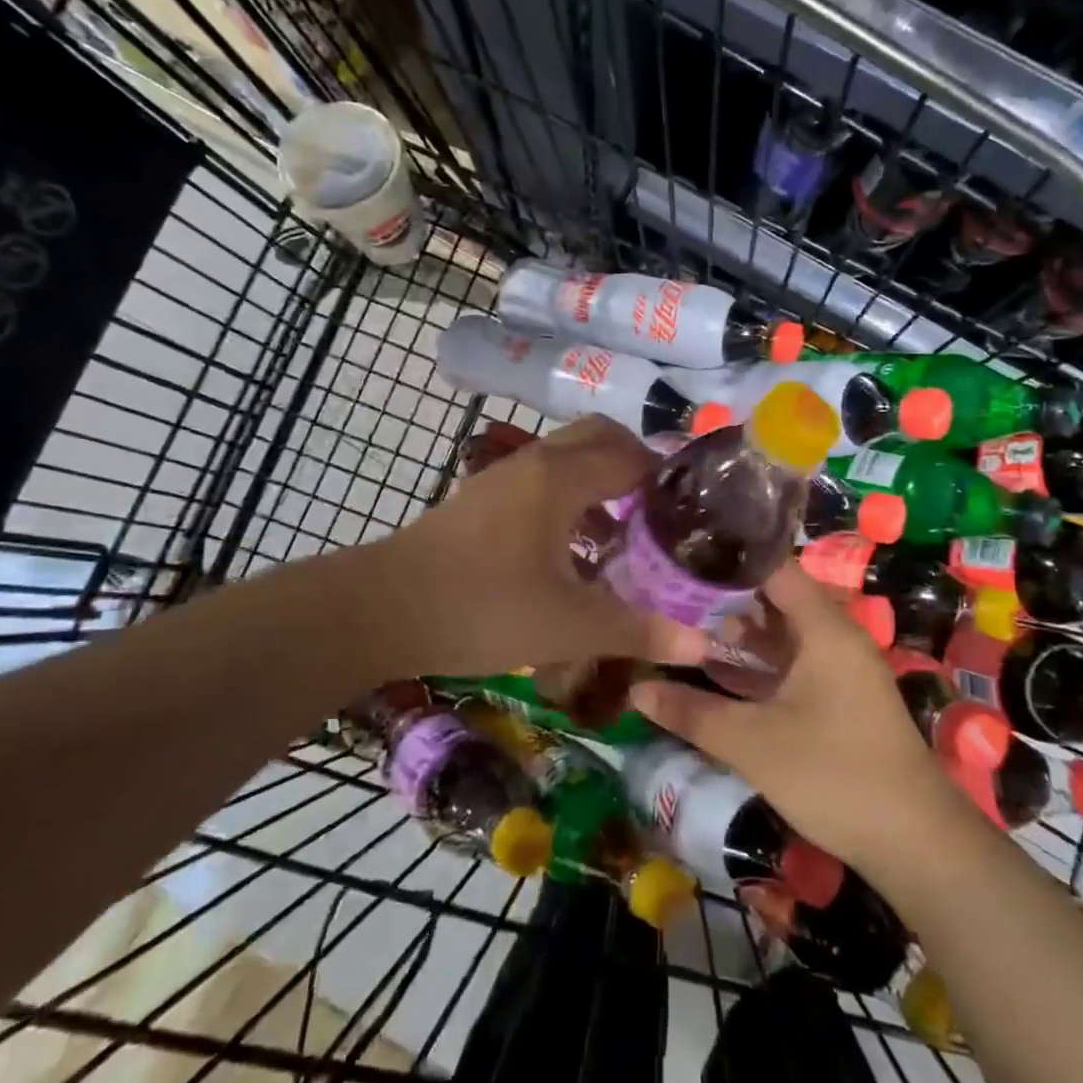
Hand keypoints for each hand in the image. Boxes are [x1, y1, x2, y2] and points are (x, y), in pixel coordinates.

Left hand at [380, 416, 705, 677]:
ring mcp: (502, 477)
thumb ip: (637, 631)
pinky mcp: (481, 499)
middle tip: (662, 511)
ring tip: (625, 534)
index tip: (695, 511)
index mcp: (562, 477)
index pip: (632, 456)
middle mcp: (535, 462)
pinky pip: (541, 480)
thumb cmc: (481, 607)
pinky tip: (572, 552)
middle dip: (636, 464)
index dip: (668, 478)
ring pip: (567, 458)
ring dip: (601, 481)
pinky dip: (570, 498)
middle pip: (599, 437)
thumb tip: (702, 645)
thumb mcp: (568, 626)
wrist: (380, 609)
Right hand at [631, 563, 964, 873]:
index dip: (729, 557)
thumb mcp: (753, 743)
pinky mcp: (840, 697)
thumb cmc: (834, 775)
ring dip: (739, 632)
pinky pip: (792, 662)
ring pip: (782, 634)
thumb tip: (636, 690)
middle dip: (724, 596)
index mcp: (823, 627)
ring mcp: (840, 668)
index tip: (683, 554)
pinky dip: (758, 662)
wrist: (916, 843)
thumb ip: (692, 712)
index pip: (774, 567)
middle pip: (775, 598)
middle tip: (670, 591)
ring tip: (683, 624)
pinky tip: (719, 670)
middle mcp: (835, 636)